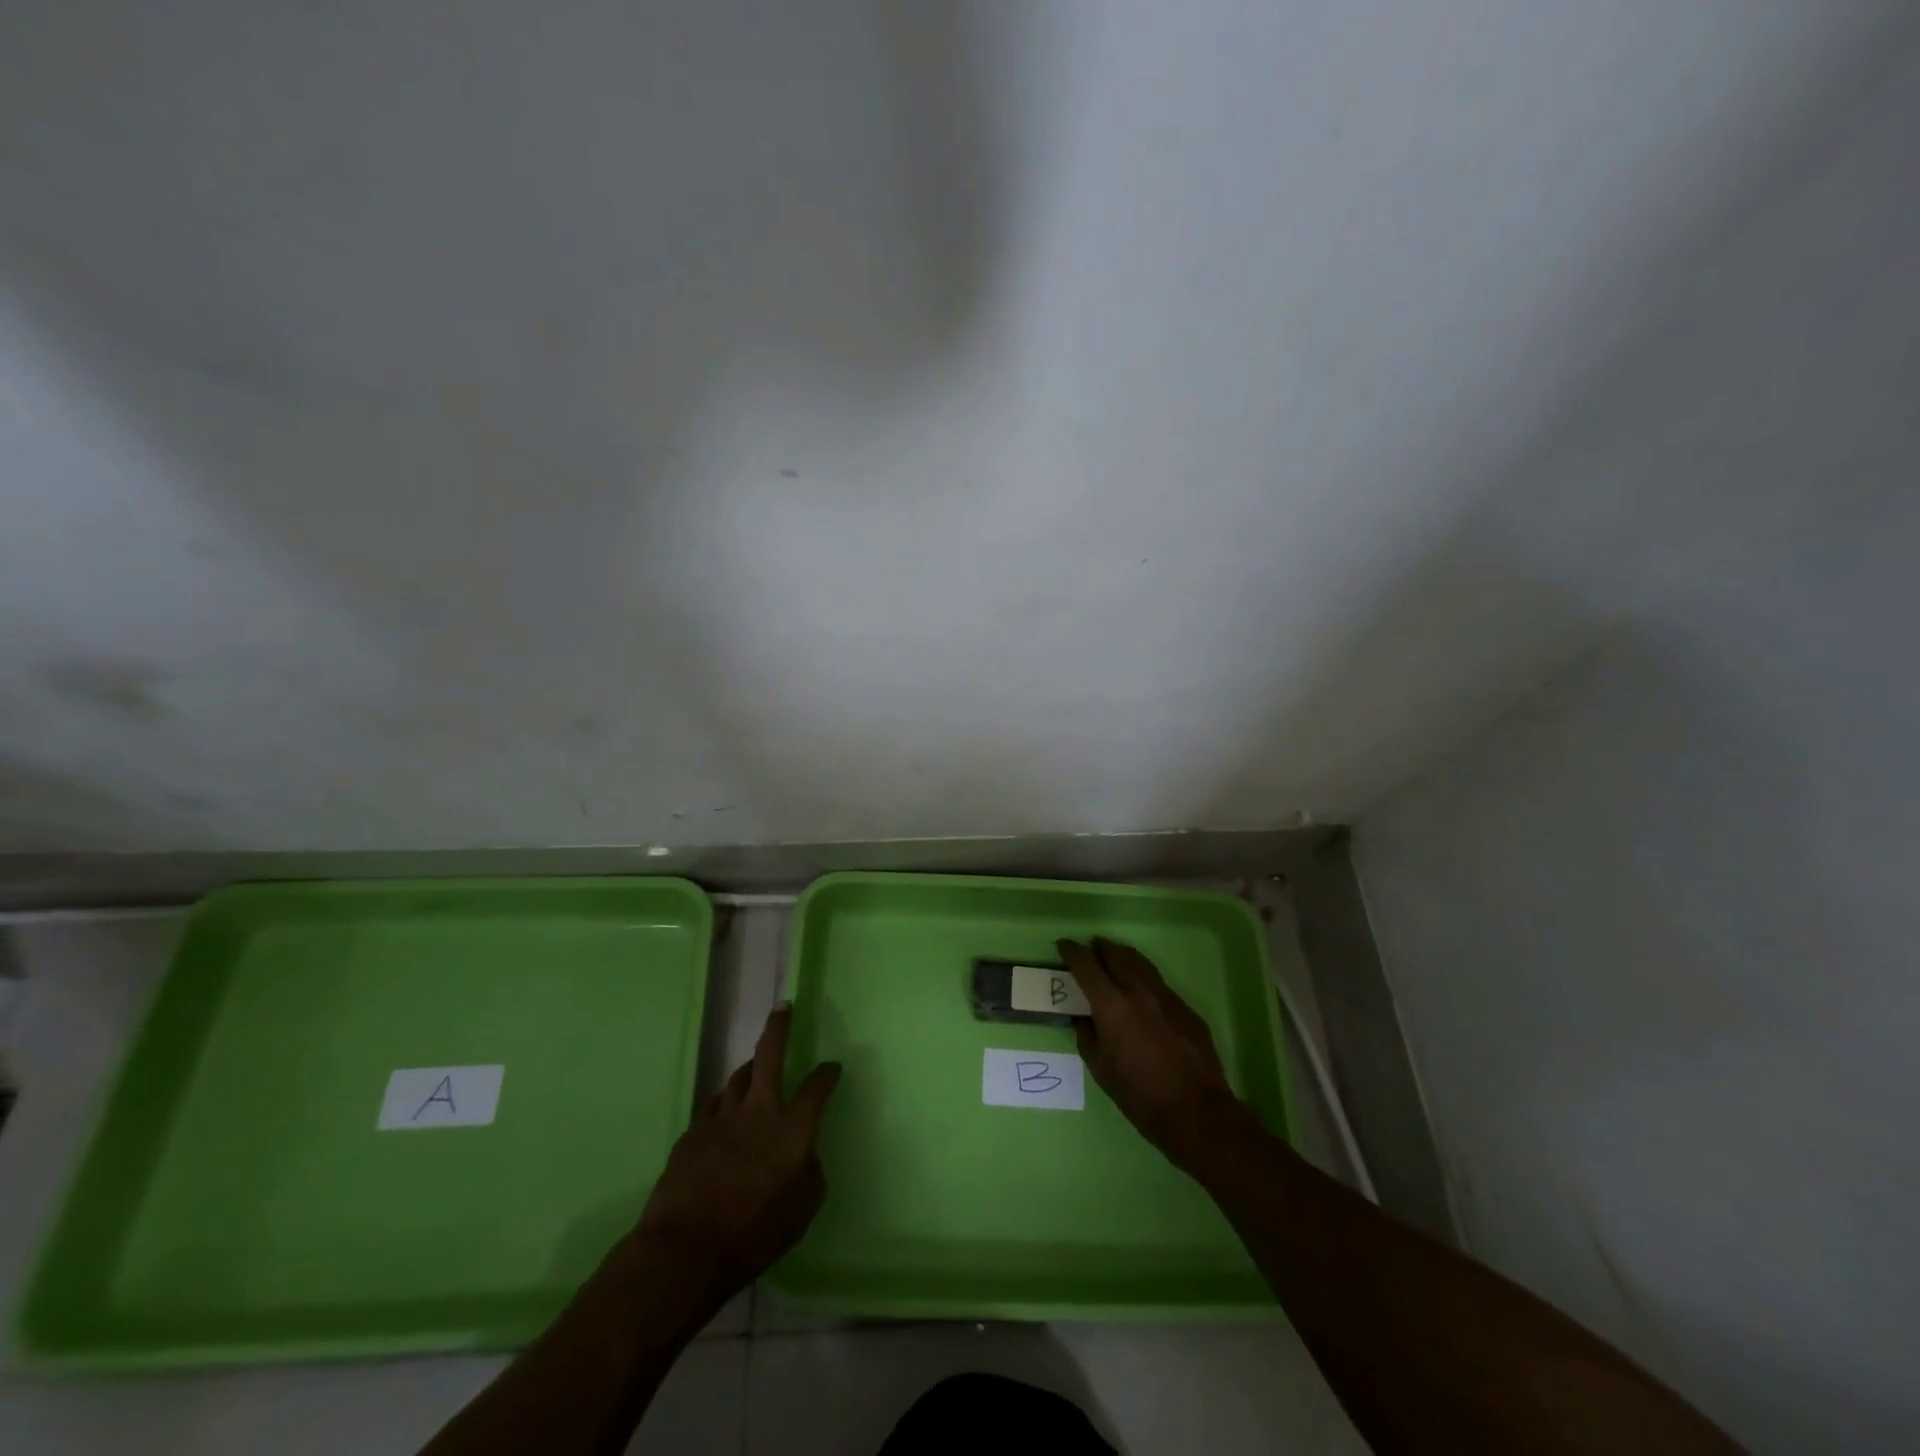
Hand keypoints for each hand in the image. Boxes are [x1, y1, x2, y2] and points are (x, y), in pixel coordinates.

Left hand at [635, 1003, 841, 1293]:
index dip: (827, 1074)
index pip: (817, 1087)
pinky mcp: (692, 1132)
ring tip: (756, 1069)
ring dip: (750, 1069)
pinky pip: (714, 1106)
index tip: (832, 1068)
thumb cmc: (754, 1234)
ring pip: (738, 1077)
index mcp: (792, 1129)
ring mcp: (721, 1117)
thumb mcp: (802, 1211)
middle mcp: (758, 1111)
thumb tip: (806, 1155)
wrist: (684, 1251)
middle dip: (779, 1027)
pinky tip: (725, 1116)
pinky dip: (726, 1104)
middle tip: (784, 1008)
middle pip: (769, 1055)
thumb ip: (811, 1173)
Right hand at [1057, 937, 1257, 1170]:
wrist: (1197, 1112)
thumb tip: (1084, 1020)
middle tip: (1091, 948)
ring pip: (1142, 964)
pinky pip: (1160, 984)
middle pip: (1117, 956)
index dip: (1072, 952)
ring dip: (1124, 956)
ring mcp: (1167, 997)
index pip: (1087, 966)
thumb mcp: (1101, 1070)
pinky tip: (1143, 991)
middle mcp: (1139, 992)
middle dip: (1101, 948)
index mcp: (1112, 1006)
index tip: (1063, 945)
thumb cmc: (1140, 1095)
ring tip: (1115, 955)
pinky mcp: (1186, 1009)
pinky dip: (1145, 978)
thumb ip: (1088, 1037)